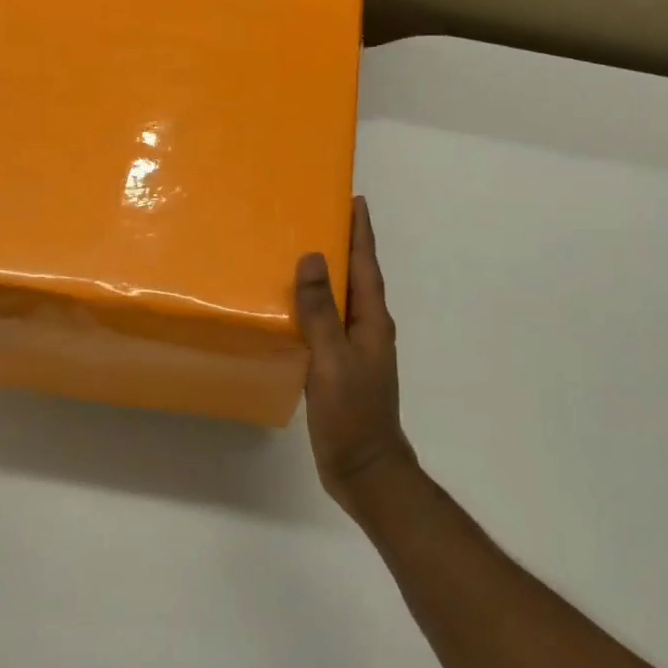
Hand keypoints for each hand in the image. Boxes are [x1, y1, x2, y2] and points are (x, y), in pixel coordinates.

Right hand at [294, 197, 413, 513]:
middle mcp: (368, 327)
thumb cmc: (352, 412)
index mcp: (372, 320)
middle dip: (344, 244)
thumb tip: (312, 258)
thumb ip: (321, 311)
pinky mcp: (341, 366)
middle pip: (358, 276)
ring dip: (329, 274)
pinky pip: (329, 322)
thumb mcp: (332, 359)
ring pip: (342, 299)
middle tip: (319, 215)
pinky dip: (316, 305)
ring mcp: (356, 348)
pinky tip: (294, 306)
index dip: (361, 231)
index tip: (355, 199)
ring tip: (302, 251)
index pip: (367, 264)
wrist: (364, 468)